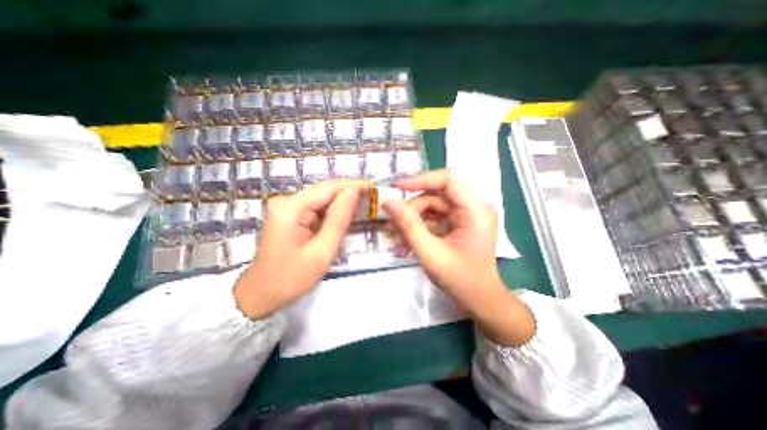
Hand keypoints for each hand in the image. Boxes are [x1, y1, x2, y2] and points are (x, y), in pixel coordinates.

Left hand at [235, 180, 363, 317]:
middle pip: (323, 191)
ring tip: (363, 204)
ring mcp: (285, 208)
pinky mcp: (288, 215)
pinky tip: (345, 214)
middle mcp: (285, 201)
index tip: (373, 187)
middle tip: (371, 197)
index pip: (327, 188)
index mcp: (290, 209)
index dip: (352, 185)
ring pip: (320, 198)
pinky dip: (331, 211)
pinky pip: (314, 208)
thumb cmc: (291, 278)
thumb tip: (353, 192)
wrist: (260, 295)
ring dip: (341, 202)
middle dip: (348, 193)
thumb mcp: (322, 251)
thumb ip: (338, 219)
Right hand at [382, 170, 533, 346]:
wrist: (478, 299)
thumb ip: (408, 225)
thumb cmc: (459, 279)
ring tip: (397, 239)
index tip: (396, 188)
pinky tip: (406, 243)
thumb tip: (388, 200)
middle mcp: (472, 206)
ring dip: (412, 221)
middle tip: (392, 224)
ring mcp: (464, 215)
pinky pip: (432, 217)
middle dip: (412, 209)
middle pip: (435, 194)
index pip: (448, 180)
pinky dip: (418, 227)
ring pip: (430, 206)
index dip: (421, 179)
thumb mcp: (430, 252)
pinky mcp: (456, 222)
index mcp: (475, 209)